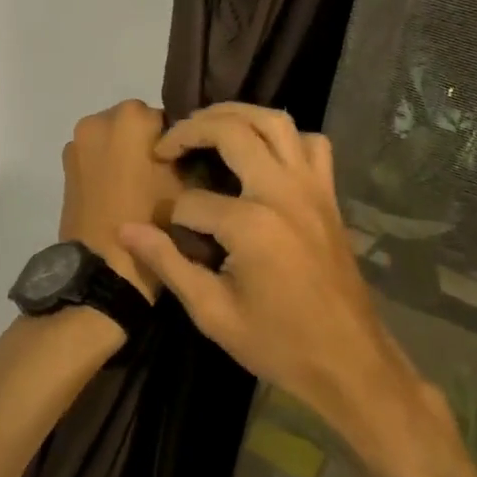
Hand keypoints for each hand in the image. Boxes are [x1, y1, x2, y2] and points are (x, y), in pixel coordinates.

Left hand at [58, 100, 180, 301]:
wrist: (104, 268)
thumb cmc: (152, 222)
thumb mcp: (188, 186)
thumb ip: (190, 154)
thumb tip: (189, 148)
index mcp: (131, 117)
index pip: (166, 118)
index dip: (177, 143)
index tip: (184, 167)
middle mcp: (98, 120)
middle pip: (135, 123)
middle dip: (148, 143)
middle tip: (163, 177)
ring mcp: (77, 143)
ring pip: (113, 139)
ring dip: (125, 153)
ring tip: (141, 188)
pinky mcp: (65, 166)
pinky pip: (95, 156)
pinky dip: (107, 166)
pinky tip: (120, 194)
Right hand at [117, 105, 471, 476]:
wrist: (350, 362)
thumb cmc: (278, 344)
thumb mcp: (212, 313)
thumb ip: (167, 263)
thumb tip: (125, 229)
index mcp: (251, 224)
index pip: (192, 201)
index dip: (171, 217)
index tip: (163, 234)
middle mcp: (282, 191)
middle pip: (231, 130)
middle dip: (191, 130)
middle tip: (167, 145)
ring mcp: (311, 187)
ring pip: (274, 121)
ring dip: (236, 114)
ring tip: (207, 126)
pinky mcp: (328, 193)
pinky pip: (311, 144)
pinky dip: (285, 136)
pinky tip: (264, 151)